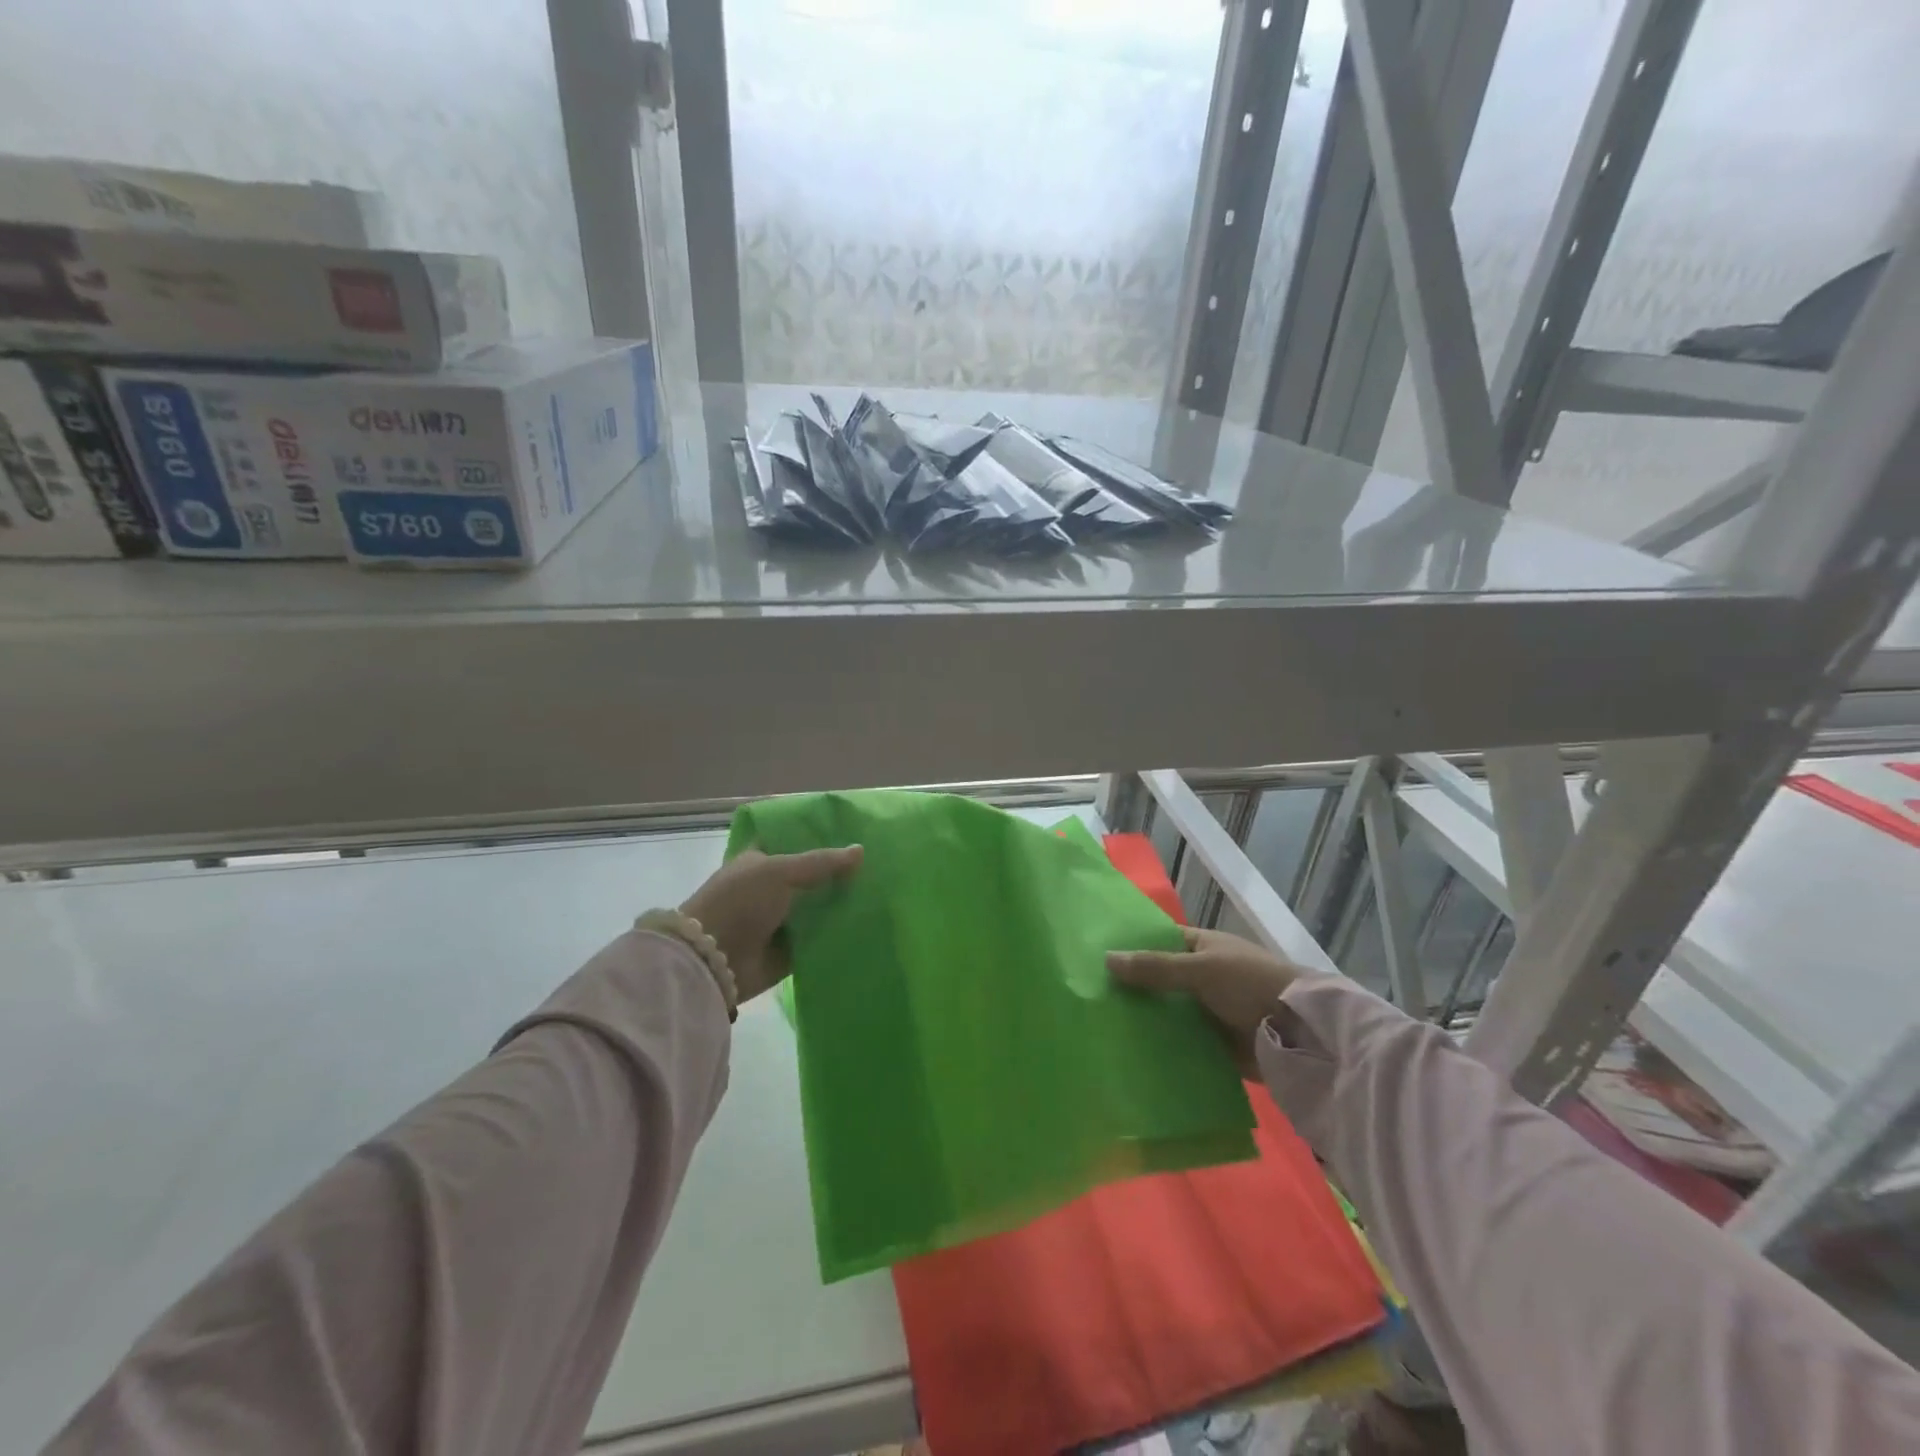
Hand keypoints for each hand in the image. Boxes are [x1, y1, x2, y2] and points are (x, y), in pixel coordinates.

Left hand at [682, 845, 862, 1003]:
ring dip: (841, 905)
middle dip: (838, 875)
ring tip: (880, 894)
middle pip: (810, 878)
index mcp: (760, 861)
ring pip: (817, 909)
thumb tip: (861, 850)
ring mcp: (779, 921)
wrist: (712, 961)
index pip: (793, 843)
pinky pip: (819, 939)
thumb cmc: (740, 902)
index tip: (854, 835)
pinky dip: (837, 935)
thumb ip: (821, 862)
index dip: (820, 839)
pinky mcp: (788, 952)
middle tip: (876, 866)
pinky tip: (867, 926)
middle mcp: (769, 889)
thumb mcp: (780, 872)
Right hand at [1108, 927, 1318, 1075]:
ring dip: (1145, 1020)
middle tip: (1089, 997)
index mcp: (1204, 948)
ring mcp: (1210, 1012)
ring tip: (1101, 1028)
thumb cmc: (1249, 985)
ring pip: (1168, 1013)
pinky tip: (1130, 1054)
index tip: (1095, 957)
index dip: (1132, 947)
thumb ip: (1155, 967)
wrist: (1299, 1034)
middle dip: (1132, 989)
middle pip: (1161, 980)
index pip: (1160, 941)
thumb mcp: (1200, 969)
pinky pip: (1181, 1043)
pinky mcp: (1215, 1045)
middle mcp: (1205, 977)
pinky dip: (1162, 1048)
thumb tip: (1107, 958)